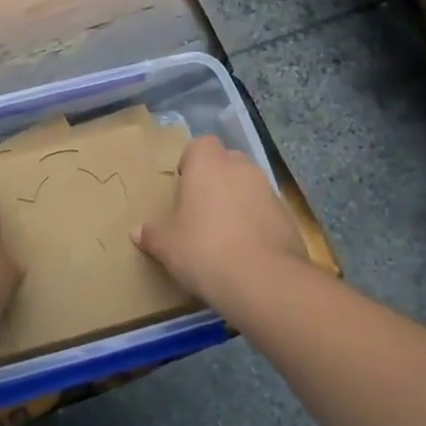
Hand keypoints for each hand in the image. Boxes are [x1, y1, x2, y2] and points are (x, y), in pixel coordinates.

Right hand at [133, 135, 305, 309]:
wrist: (263, 279)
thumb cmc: (203, 249)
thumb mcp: (167, 246)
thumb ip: (152, 234)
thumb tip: (137, 231)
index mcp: (207, 164)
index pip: (200, 145)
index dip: (191, 162)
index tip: (183, 186)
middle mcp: (240, 168)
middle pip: (227, 162)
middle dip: (216, 179)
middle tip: (201, 209)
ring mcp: (268, 191)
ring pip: (248, 186)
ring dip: (238, 201)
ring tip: (225, 234)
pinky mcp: (288, 216)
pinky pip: (265, 210)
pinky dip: (256, 222)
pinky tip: (247, 250)